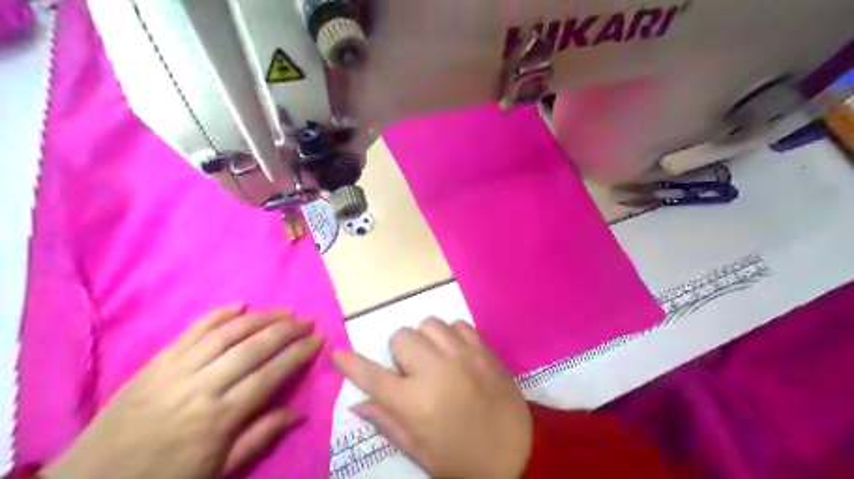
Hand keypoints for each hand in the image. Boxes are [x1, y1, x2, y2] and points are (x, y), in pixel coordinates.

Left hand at [45, 304, 324, 478]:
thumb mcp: (218, 471)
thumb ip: (260, 437)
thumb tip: (299, 412)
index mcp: (219, 418)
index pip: (271, 375)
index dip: (298, 354)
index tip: (318, 340)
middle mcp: (202, 387)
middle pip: (254, 348)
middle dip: (287, 330)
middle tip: (308, 320)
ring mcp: (176, 370)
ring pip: (227, 333)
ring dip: (261, 318)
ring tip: (284, 311)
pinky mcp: (156, 362)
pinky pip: (192, 331)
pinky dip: (218, 314)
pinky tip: (240, 304)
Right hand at [332, 318, 528, 478]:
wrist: (520, 452)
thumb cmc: (463, 460)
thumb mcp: (420, 453)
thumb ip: (387, 423)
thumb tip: (358, 403)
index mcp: (416, 403)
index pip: (373, 376)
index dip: (352, 364)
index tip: (338, 354)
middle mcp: (436, 370)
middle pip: (401, 337)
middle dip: (399, 354)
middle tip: (412, 373)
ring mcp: (463, 354)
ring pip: (428, 323)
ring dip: (424, 340)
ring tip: (434, 359)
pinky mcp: (483, 348)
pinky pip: (457, 324)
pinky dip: (450, 335)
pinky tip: (455, 353)